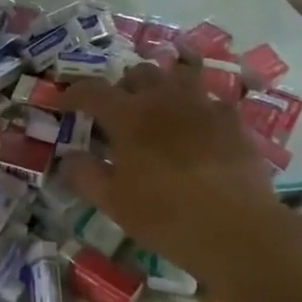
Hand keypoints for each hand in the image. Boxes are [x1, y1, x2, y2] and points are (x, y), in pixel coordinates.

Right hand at [61, 63, 297, 282]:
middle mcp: (165, 99)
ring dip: (162, 86)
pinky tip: (199, 125)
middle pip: (139, 73)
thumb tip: (70, 158)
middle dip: (122, 86)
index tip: (65, 103)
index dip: (74, 93)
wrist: (236, 228)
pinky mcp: (233, 120)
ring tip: (159, 107)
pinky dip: (197, 106)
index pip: (93, 91)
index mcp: (129, 116)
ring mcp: (203, 105)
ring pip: (178, 76)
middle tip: (117, 109)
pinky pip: (210, 99)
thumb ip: (85, 175)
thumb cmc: (165, 216)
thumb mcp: (113, 203)